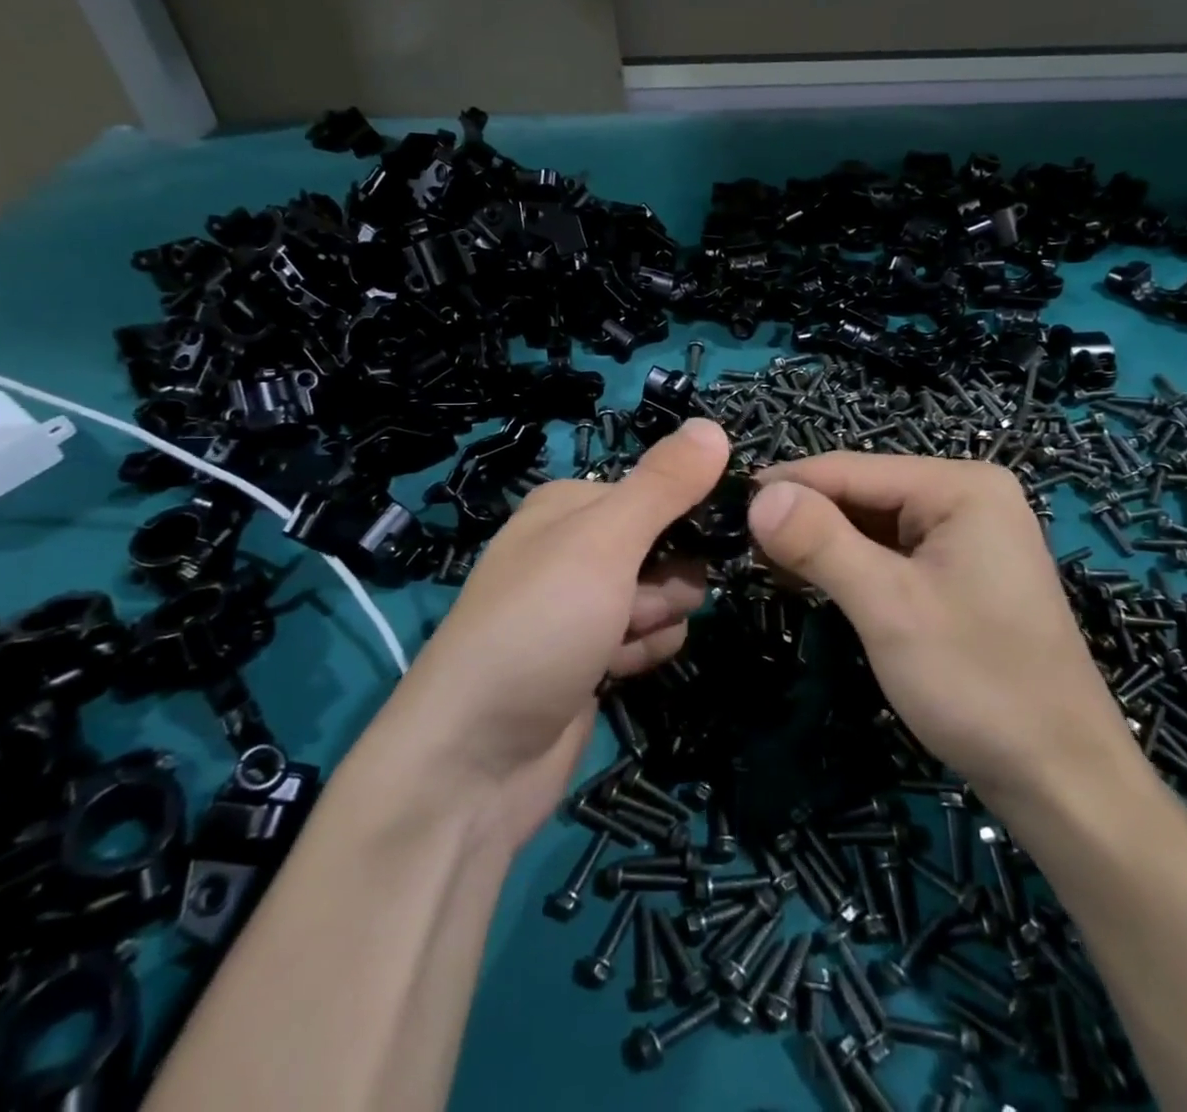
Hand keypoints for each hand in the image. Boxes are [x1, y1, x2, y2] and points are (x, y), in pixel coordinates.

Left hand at [358, 418, 729, 852]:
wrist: (473, 760)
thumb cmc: (539, 626)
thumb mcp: (604, 541)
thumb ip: (663, 485)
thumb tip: (714, 425)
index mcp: (570, 505)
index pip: (659, 490)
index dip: (685, 517)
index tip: (696, 543)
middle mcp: (574, 548)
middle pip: (666, 546)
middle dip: (665, 581)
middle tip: (631, 604)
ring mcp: (582, 606)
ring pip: (664, 597)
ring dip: (653, 622)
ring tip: (614, 646)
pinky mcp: (590, 657)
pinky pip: (647, 640)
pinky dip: (639, 656)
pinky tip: (611, 675)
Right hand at [746, 454, 1142, 825]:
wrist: (1061, 777)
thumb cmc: (977, 682)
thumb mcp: (888, 606)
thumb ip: (821, 542)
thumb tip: (758, 496)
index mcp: (961, 486)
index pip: (851, 469)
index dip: (786, 486)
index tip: (726, 508)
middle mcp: (967, 496)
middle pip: (862, 493)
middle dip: (804, 517)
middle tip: (741, 548)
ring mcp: (968, 535)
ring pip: (873, 523)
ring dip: (823, 543)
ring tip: (767, 565)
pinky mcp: (961, 571)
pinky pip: (892, 552)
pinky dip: (851, 564)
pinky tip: (814, 580)